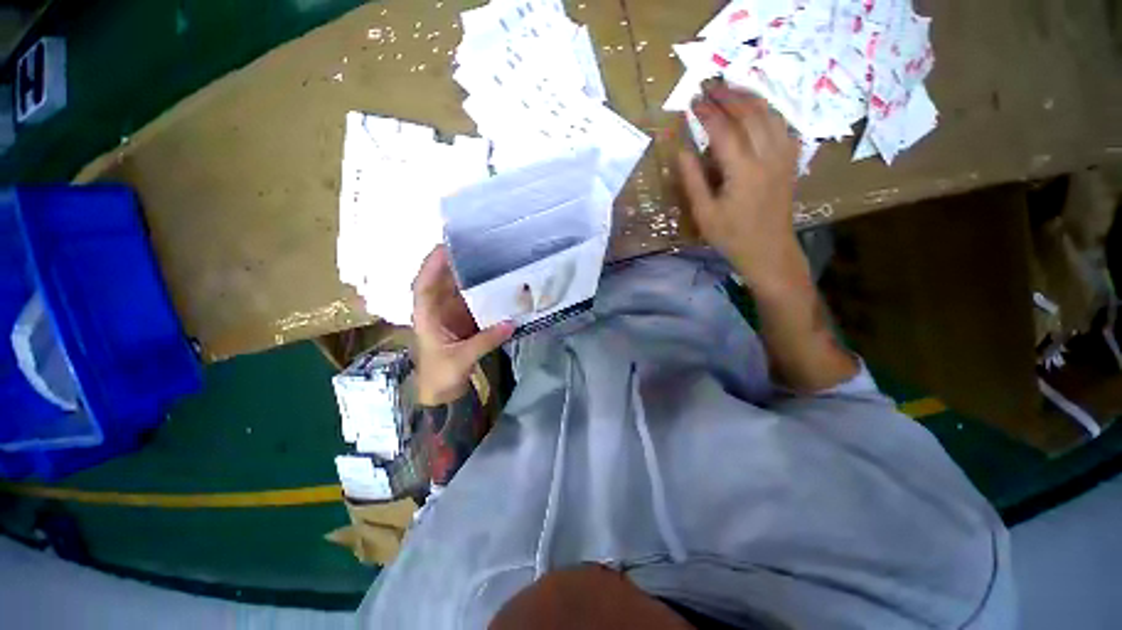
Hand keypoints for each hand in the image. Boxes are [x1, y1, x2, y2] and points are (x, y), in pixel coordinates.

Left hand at [411, 245, 513, 405]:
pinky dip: (484, 293)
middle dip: (455, 262)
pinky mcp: (464, 321)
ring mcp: (451, 315)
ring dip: (471, 275)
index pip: (424, 285)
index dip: (432, 265)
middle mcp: (437, 310)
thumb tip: (511, 323)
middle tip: (476, 245)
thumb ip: (486, 340)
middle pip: (442, 281)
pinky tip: (497, 285)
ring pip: (459, 289)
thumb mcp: (461, 359)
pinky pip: (473, 302)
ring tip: (490, 259)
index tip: (445, 247)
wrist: (443, 393)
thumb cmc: (441, 376)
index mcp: (427, 316)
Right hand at [678, 81, 807, 293]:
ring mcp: (784, 156)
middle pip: (750, 114)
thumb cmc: (731, 236)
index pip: (724, 130)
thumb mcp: (704, 213)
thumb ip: (692, 180)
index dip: (707, 113)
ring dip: (750, 97)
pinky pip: (783, 125)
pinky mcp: (791, 161)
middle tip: (709, 86)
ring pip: (771, 114)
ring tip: (732, 89)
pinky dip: (769, 111)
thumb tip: (681, 150)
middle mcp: (768, 157)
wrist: (769, 250)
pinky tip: (758, 109)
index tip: (692, 102)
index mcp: (743, 171)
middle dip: (729, 96)